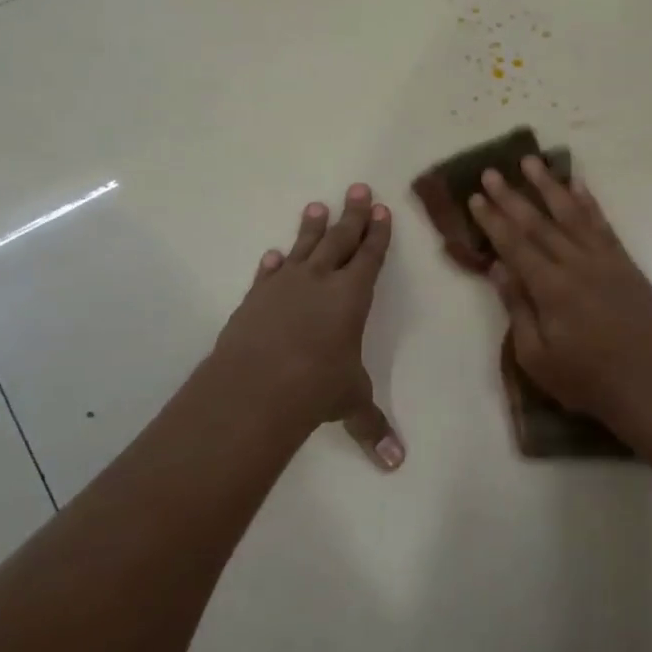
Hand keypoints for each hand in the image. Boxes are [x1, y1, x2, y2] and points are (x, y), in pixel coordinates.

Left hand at [210, 185, 403, 469]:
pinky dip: (273, 264)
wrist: (256, 386)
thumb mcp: (350, 402)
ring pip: (303, 248)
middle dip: (352, 215)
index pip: (370, 256)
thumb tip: (396, 463)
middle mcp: (319, 282)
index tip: (381, 210)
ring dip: (312, 228)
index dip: (377, 234)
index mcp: (352, 296)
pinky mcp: (254, 300)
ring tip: (317, 206)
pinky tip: (274, 254)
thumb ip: (372, 426)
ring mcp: (283, 287)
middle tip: (358, 189)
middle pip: (340, 240)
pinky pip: (268, 274)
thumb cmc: (316, 387)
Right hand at [468, 157, 651, 440]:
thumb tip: (498, 267)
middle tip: (491, 172)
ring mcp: (605, 260)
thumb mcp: (538, 357)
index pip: (514, 245)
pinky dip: (588, 202)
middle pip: (539, 223)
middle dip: (512, 196)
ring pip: (572, 214)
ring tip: (531, 162)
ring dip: (549, 186)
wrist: (649, 386)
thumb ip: (517, 308)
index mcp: (551, 289)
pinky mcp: (625, 263)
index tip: (476, 197)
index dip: (493, 220)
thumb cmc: (586, 380)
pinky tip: (577, 185)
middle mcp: (577, 264)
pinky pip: (603, 224)